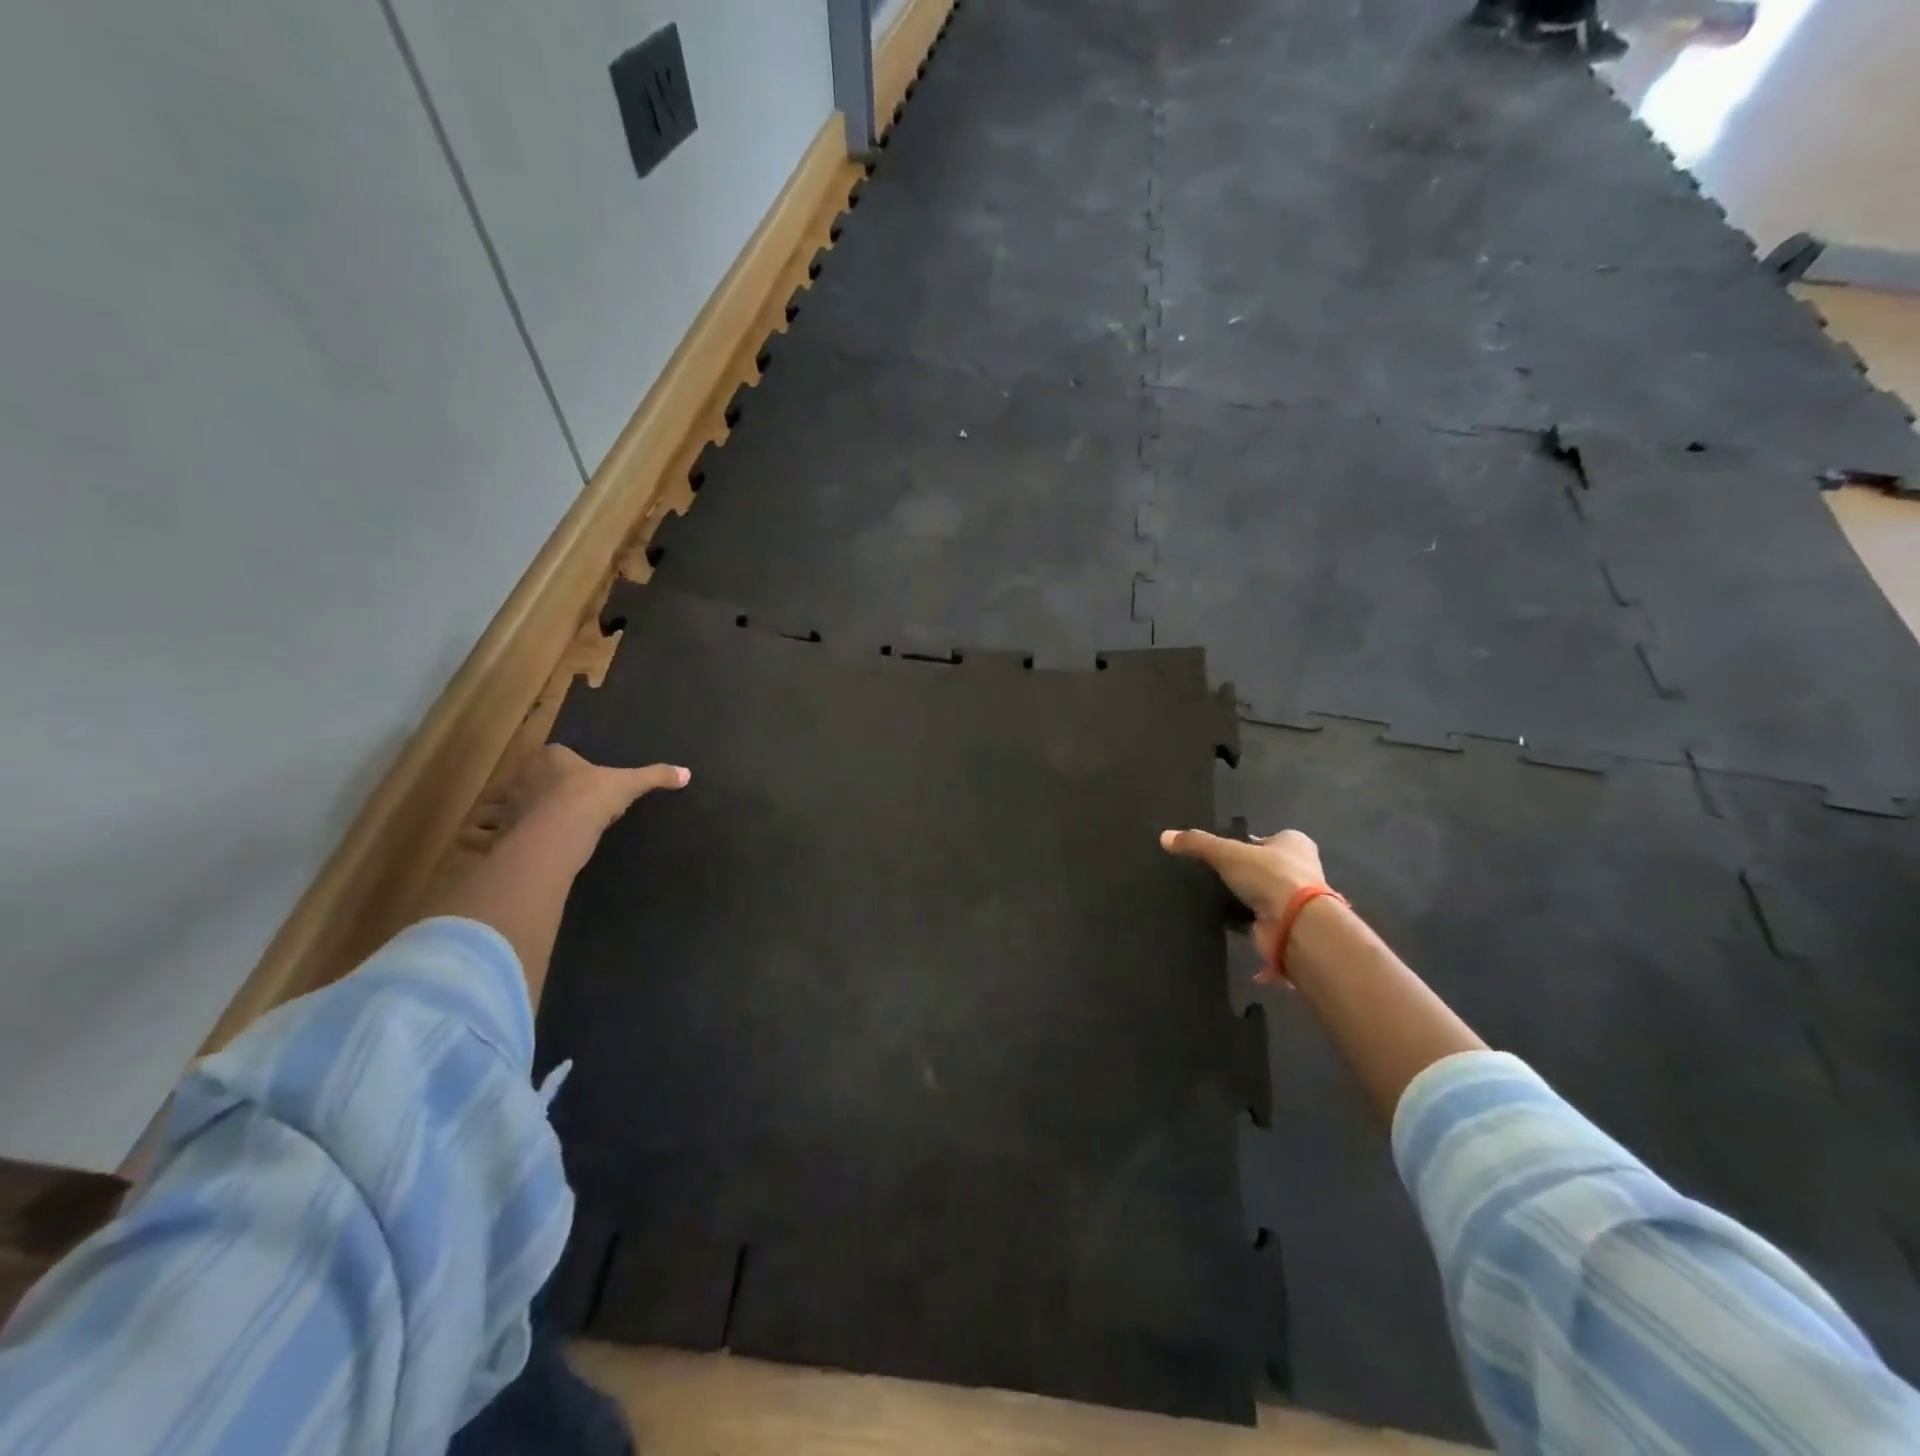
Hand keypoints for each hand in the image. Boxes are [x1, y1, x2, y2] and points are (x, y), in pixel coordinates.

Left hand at [482, 744, 690, 837]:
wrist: (559, 831)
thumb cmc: (592, 797)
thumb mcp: (629, 785)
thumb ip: (655, 777)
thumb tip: (687, 773)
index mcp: (552, 758)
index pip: (555, 755)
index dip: (563, 766)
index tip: (574, 780)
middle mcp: (523, 776)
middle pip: (526, 778)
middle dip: (532, 789)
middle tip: (550, 803)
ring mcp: (507, 804)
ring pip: (501, 805)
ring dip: (504, 814)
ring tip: (521, 826)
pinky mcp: (497, 832)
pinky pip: (486, 834)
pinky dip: (487, 839)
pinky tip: (498, 847)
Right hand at [1160, 827, 1330, 984]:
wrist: (1296, 924)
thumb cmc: (1269, 875)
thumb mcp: (1227, 852)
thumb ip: (1197, 843)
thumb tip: (1164, 836)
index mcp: (1294, 842)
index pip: (1263, 838)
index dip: (1242, 844)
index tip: (1219, 853)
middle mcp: (1300, 867)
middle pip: (1262, 865)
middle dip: (1242, 871)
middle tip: (1211, 873)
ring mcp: (1295, 897)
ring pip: (1260, 891)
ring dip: (1242, 896)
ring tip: (1211, 895)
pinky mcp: (1286, 922)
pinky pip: (1258, 916)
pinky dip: (1242, 917)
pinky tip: (1221, 916)